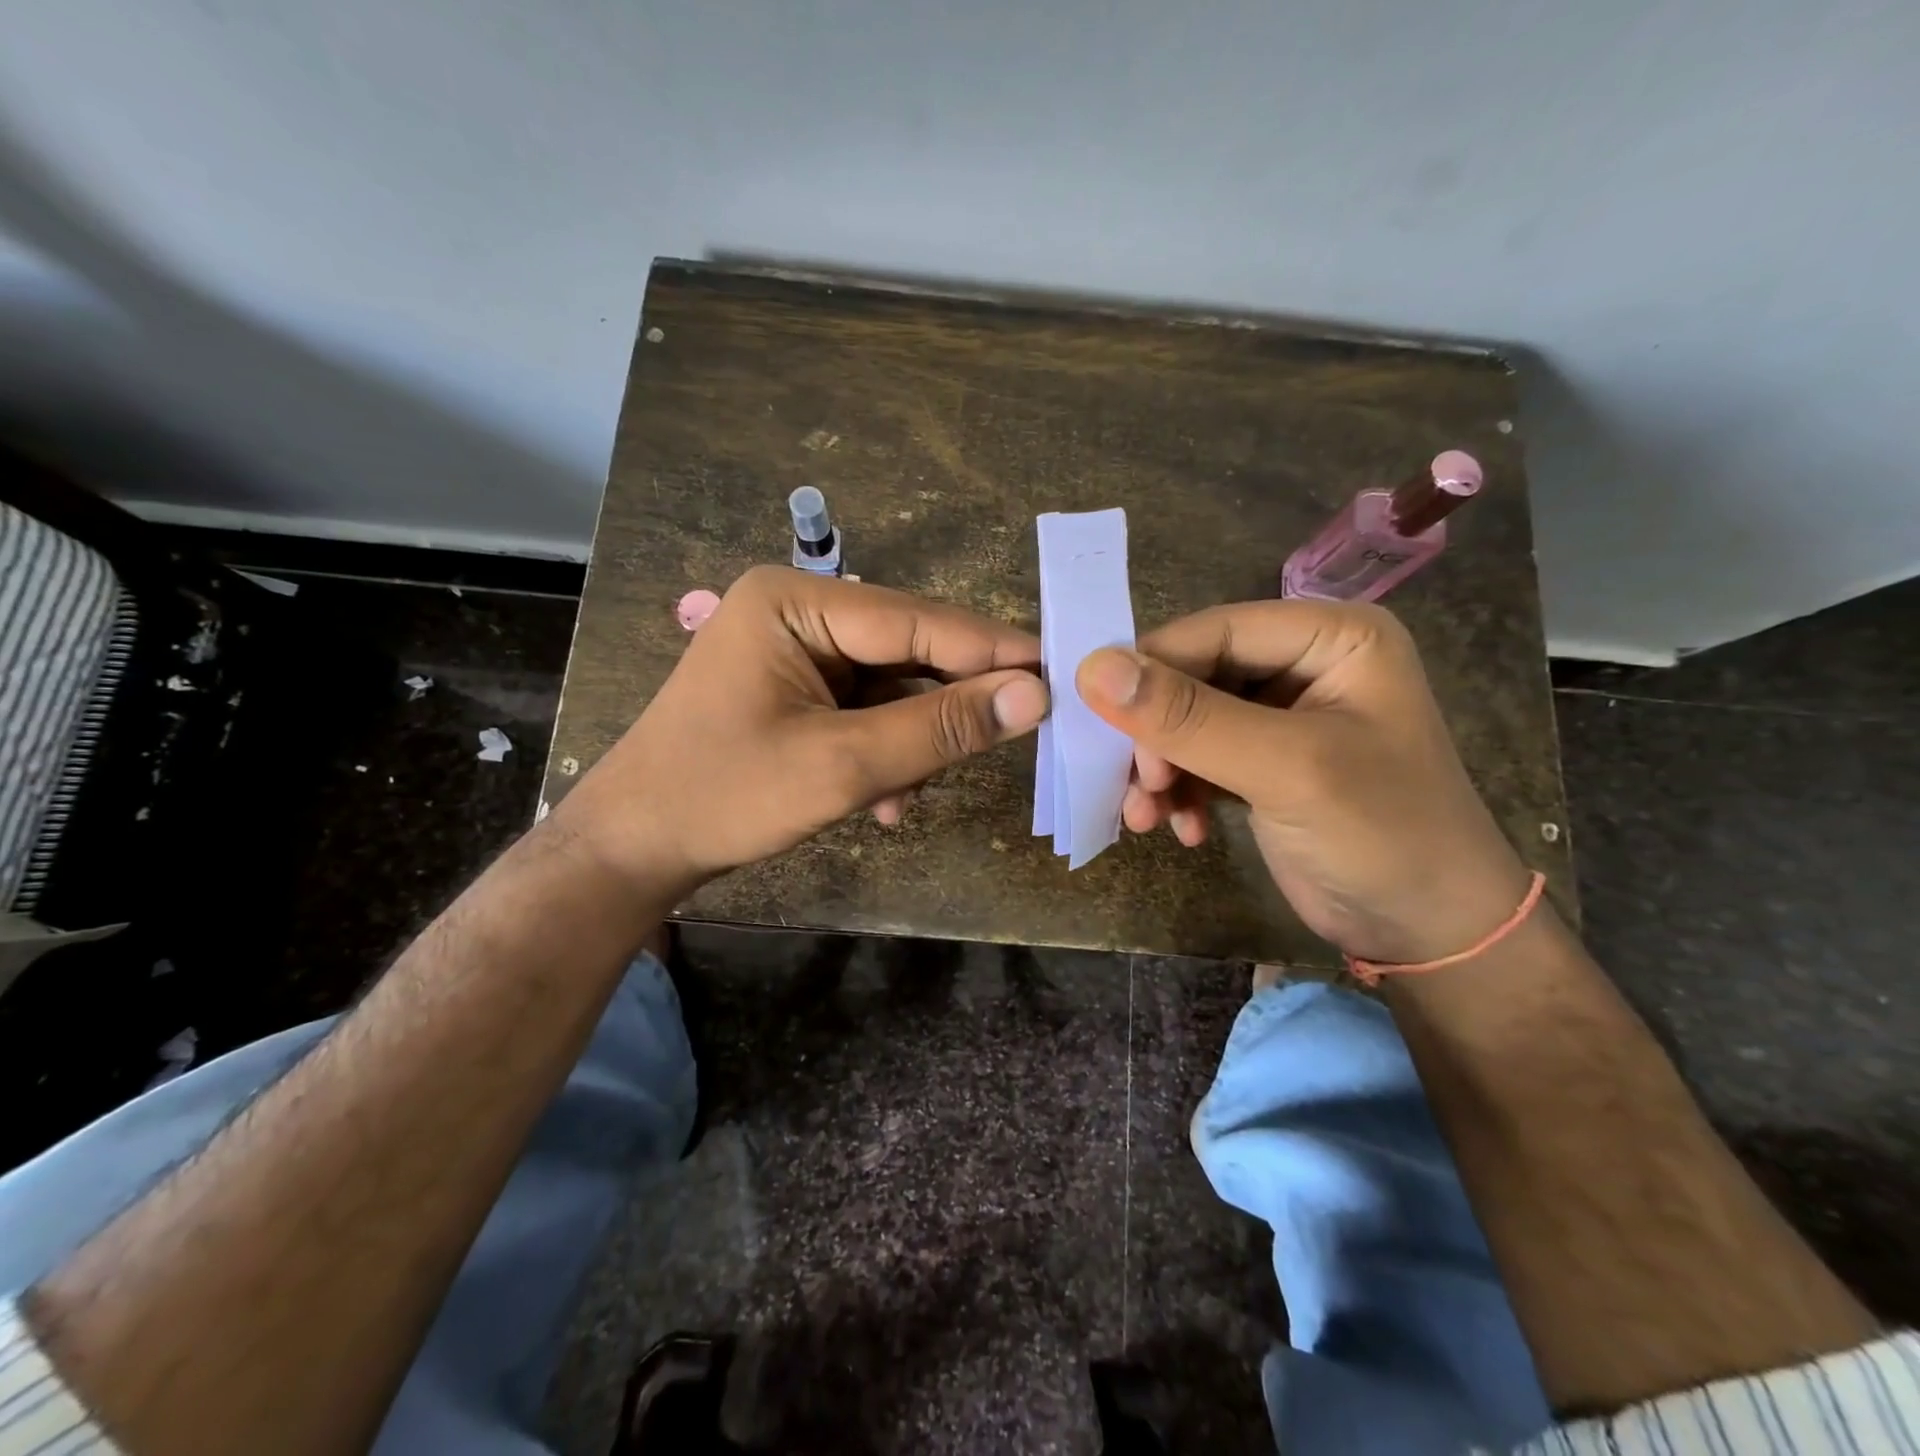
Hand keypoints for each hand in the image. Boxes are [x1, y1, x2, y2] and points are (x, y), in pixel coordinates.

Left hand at [555, 566, 1049, 901]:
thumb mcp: (840, 765)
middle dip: (945, 708)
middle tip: (1011, 738)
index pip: (916, 620)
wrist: (635, 848)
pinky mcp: (799, 690)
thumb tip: (1034, 697)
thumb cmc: (725, 796)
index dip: (991, 652)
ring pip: (893, 688)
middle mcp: (798, 611)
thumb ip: (939, 729)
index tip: (1060, 674)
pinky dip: (885, 753)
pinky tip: (884, 801)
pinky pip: (867, 711)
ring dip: (912, 742)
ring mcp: (797, 651)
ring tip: (909, 791)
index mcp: (794, 601)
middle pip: (907, 651)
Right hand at [1075, 600, 1530, 964]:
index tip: (1096, 720)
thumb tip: (1092, 668)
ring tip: (1146, 816)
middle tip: (1137, 784)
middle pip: (1193, 676)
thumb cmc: (1382, 835)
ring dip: (1159, 769)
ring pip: (1185, 721)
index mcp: (1329, 636)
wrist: (1430, 935)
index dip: (1149, 669)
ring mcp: (1281, 715)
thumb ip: (1189, 717)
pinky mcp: (1262, 761)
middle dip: (1156, 735)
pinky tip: (1181, 830)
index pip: (1212, 630)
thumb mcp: (1284, 769)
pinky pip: (1197, 757)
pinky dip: (1179, 791)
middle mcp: (1303, 664)